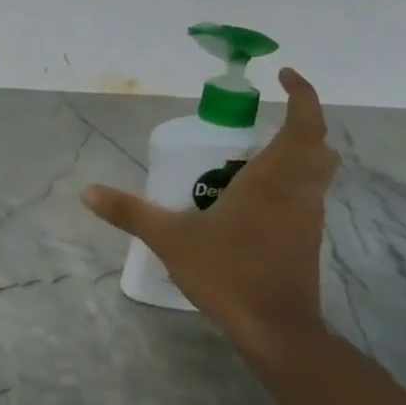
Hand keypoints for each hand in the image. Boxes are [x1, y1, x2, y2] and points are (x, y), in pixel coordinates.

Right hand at [82, 68, 338, 348]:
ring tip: (252, 155)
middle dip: (299, 123)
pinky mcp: (306, 239)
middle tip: (264, 119)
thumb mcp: (169, 239)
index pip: (304, 124)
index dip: (303, 94)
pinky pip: (306, 195)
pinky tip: (253, 199)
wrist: (276, 328)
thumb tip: (88, 191)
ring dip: (295, 154)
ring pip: (316, 172)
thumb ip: (130, 212)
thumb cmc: (228, 273)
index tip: (285, 75)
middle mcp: (299, 191)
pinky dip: (289, 183)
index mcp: (273, 179)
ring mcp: (308, 216)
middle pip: (317, 145)